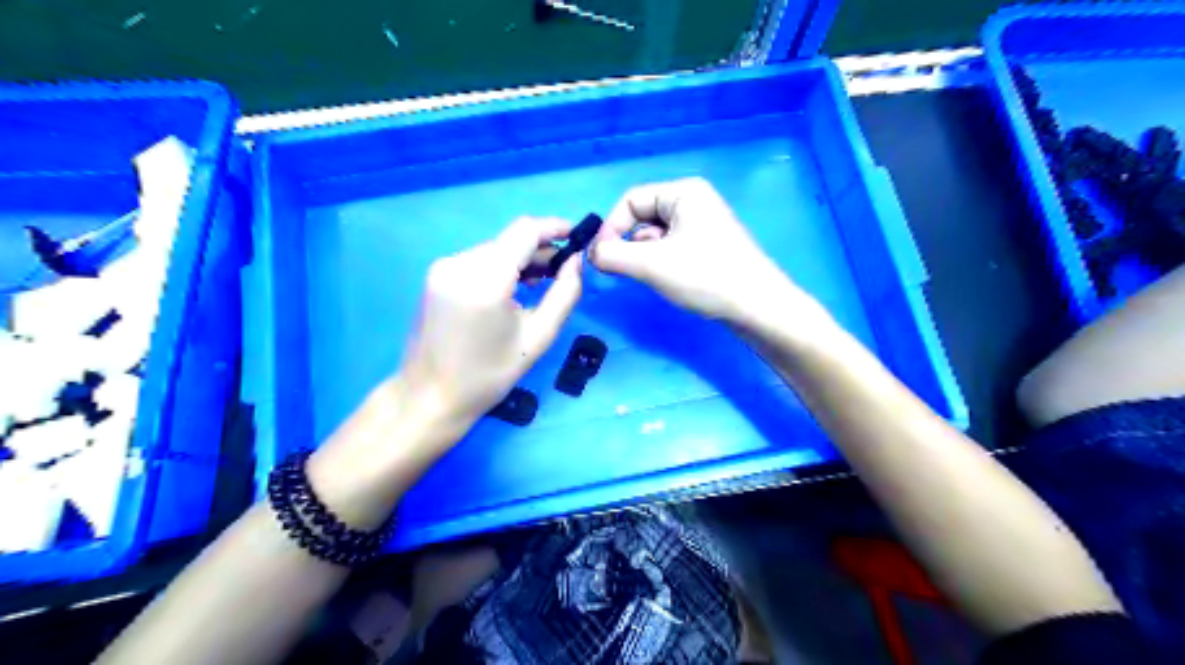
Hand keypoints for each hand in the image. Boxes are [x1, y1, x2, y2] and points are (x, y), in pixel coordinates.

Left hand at [398, 215, 582, 429]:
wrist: (429, 397)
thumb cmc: (488, 375)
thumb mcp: (538, 338)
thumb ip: (564, 294)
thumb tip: (577, 261)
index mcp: (485, 279)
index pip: (525, 231)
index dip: (554, 227)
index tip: (577, 237)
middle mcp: (460, 263)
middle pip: (509, 240)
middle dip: (540, 249)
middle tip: (564, 271)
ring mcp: (443, 268)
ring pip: (494, 249)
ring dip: (520, 259)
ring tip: (541, 283)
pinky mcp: (435, 275)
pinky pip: (477, 260)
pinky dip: (500, 268)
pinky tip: (512, 290)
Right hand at [594, 179, 816, 329]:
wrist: (757, 307)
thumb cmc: (705, 276)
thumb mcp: (651, 264)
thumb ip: (612, 255)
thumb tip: (591, 253)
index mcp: (683, 192)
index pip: (630, 200)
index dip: (611, 227)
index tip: (601, 258)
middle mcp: (694, 201)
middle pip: (642, 216)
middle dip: (629, 243)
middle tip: (627, 270)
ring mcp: (703, 224)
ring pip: (656, 235)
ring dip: (644, 256)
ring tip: (653, 277)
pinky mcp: (709, 247)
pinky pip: (672, 247)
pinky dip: (661, 262)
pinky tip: (670, 281)